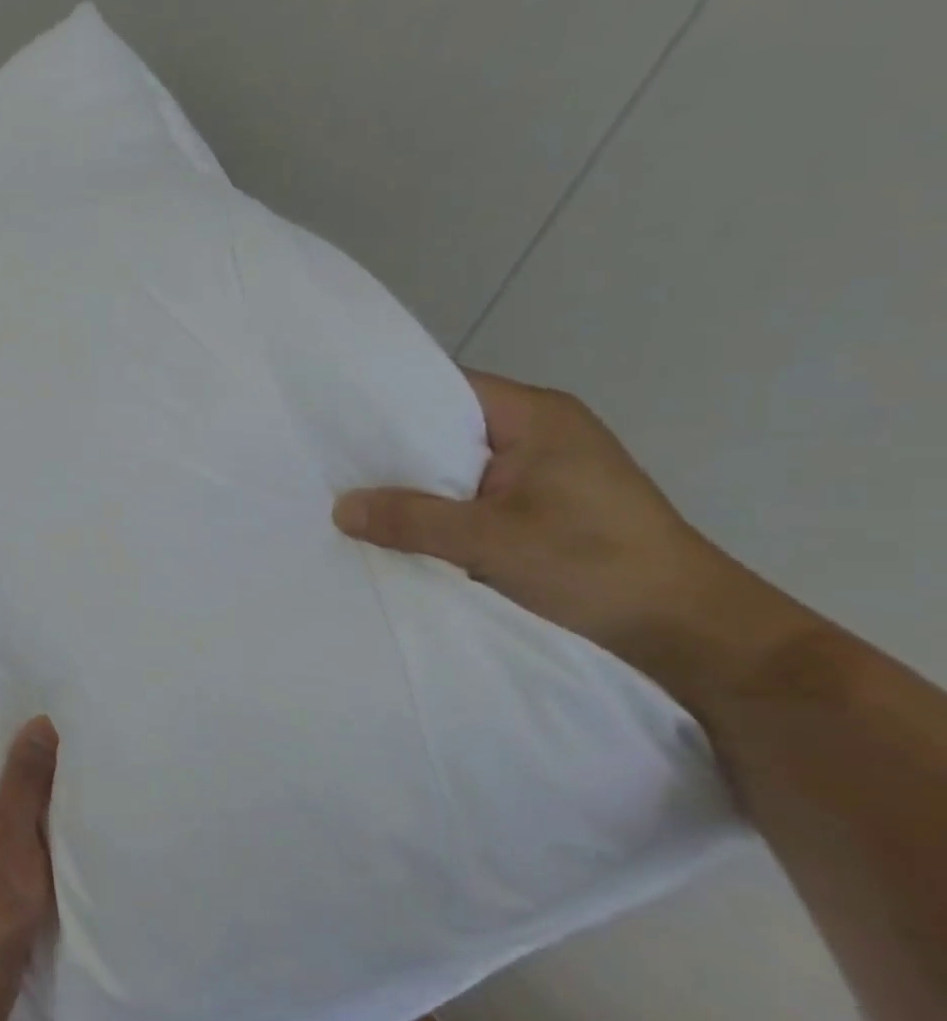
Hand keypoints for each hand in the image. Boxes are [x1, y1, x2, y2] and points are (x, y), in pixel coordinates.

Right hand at [332, 371, 812, 701]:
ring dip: (415, 485)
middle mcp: (539, 433)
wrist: (688, 631)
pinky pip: (472, 496)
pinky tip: (401, 527)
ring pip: (457, 467)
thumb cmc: (595, 565)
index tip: (334, 422)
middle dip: (393, 450)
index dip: (388, 402)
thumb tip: (340, 508)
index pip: (444, 389)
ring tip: (353, 496)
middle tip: (331, 465)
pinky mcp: (543, 507)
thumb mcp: (491, 540)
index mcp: (536, 416)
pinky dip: (439, 509)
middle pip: (446, 429)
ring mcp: (543, 472)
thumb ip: (412, 520)